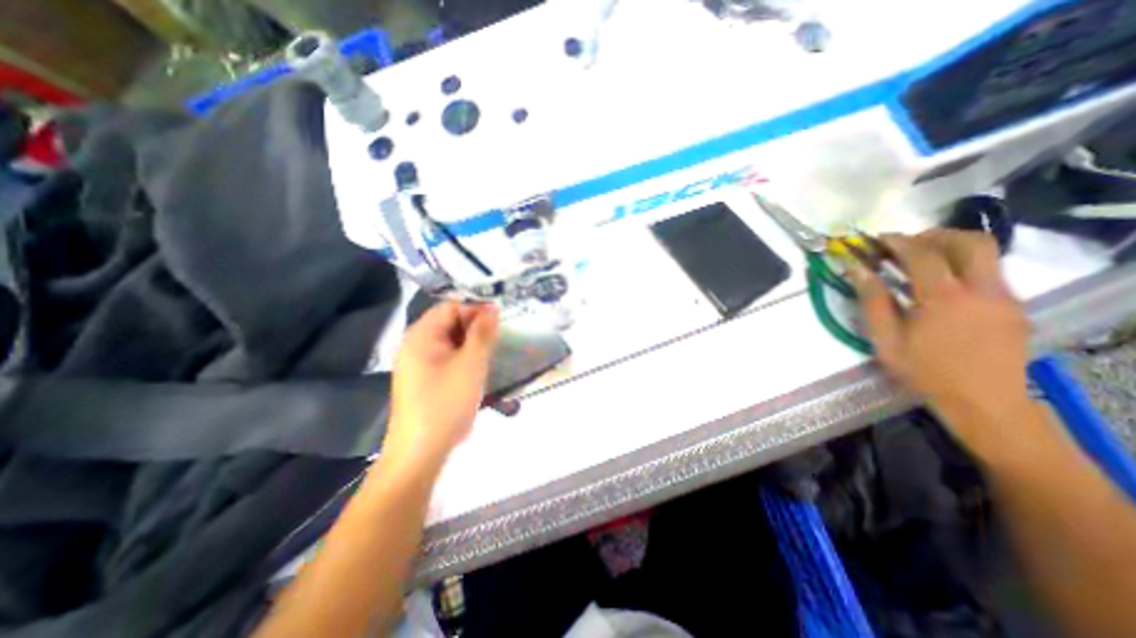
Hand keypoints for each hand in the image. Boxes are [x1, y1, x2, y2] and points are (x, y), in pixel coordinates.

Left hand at [384, 301, 497, 471]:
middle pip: (449, 323)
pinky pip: (447, 358)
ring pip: (450, 342)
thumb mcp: (471, 363)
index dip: (475, 308)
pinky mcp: (425, 380)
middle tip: (498, 337)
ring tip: (491, 353)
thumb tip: (492, 308)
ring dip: (472, 343)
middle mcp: (416, 345)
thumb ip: (482, 333)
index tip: (499, 319)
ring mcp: (419, 364)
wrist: (421, 452)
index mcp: (421, 336)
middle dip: (475, 326)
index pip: (450, 307)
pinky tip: (477, 369)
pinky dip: (464, 358)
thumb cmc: (446, 402)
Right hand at [857, 229, 1037, 452]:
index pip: (923, 254)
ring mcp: (1004, 297)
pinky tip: (943, 285)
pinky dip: (964, 267)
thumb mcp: (885, 339)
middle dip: (935, 235)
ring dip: (952, 247)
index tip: (879, 239)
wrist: (984, 402)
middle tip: (907, 243)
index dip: (899, 241)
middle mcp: (982, 290)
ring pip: (987, 254)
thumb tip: (858, 270)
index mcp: (944, 298)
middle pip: (969, 242)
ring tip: (923, 259)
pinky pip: (990, 273)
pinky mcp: (1014, 307)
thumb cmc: (924, 371)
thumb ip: (872, 300)